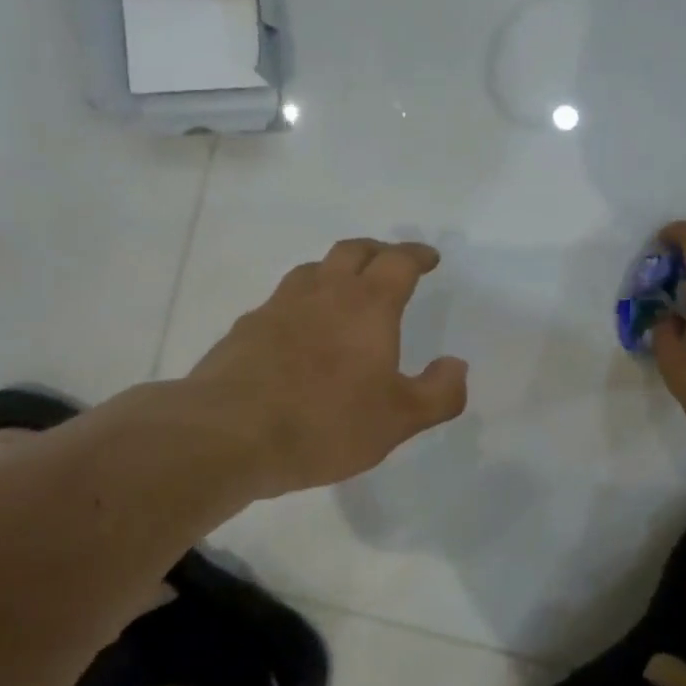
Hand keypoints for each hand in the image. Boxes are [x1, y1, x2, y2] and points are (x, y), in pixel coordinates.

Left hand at [181, 238, 468, 498]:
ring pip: (313, 269)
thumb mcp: (398, 420)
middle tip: (390, 261)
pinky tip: (299, 328)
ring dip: (336, 270)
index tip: (429, 258)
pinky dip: (302, 301)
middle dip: (377, 250)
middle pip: (353, 250)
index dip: (417, 255)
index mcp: (367, 305)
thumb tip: (457, 365)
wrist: (228, 434)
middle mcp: (324, 293)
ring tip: (345, 288)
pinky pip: (282, 300)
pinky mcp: (246, 328)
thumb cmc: (325, 423)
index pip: (398, 262)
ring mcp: (279, 307)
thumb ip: (438, 392)